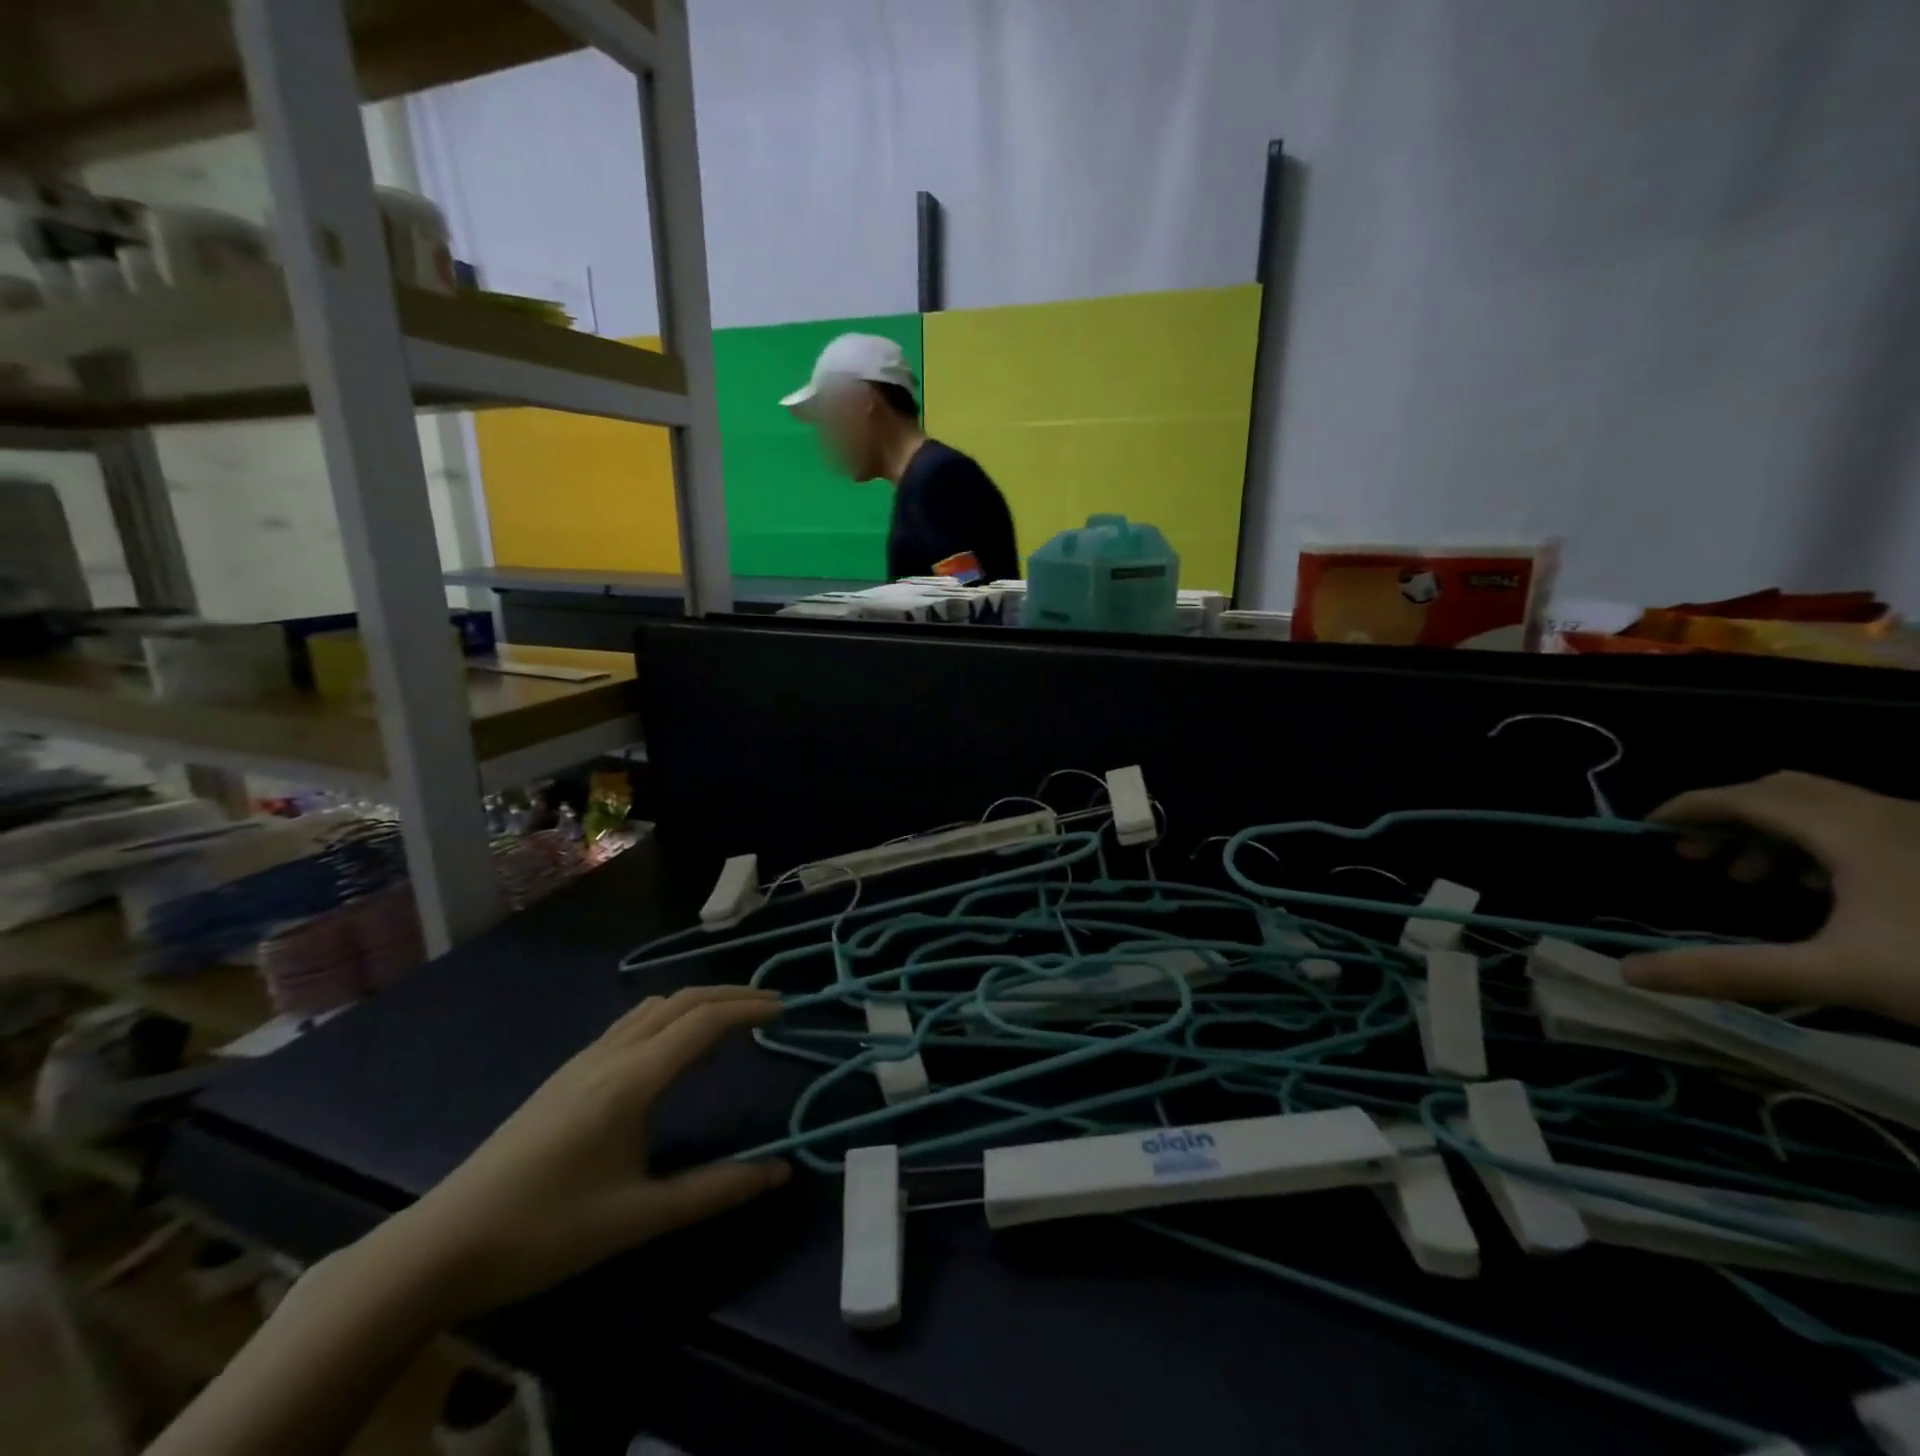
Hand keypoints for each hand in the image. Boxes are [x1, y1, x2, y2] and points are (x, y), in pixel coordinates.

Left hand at [378, 985, 789, 1319]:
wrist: (444, 1243)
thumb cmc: (545, 1230)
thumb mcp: (637, 1218)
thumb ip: (713, 1191)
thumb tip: (779, 1172)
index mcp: (632, 1079)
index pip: (704, 1022)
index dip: (749, 1008)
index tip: (786, 1009)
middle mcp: (611, 1054)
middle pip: (682, 1000)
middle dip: (730, 995)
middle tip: (770, 1006)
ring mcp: (584, 1059)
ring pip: (654, 1006)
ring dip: (699, 1002)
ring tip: (730, 1024)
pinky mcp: (568, 1073)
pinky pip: (632, 1023)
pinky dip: (670, 1017)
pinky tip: (672, 1053)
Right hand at [1621, 771, 1919, 1026]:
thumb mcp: (1836, 976)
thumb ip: (1728, 971)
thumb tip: (1628, 973)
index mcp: (1850, 829)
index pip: (1744, 796)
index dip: (1688, 807)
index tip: (1646, 830)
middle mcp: (1887, 814)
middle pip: (1783, 792)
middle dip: (1728, 819)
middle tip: (1694, 857)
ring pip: (1826, 809)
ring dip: (1772, 835)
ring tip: (1747, 879)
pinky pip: (1864, 827)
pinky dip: (1819, 846)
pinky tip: (1819, 889)